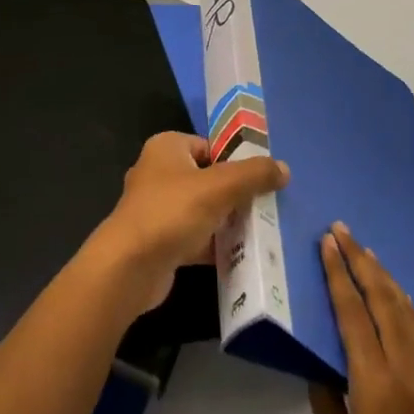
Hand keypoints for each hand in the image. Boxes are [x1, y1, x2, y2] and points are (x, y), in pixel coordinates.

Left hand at [89, 131, 288, 314]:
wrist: (129, 268)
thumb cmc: (172, 212)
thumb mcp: (219, 187)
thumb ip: (253, 175)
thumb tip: (284, 168)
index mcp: (167, 147)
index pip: (210, 146)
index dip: (236, 161)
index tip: (262, 180)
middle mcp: (159, 171)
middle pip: (208, 178)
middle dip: (234, 194)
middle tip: (265, 208)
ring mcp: (156, 208)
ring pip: (202, 209)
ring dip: (226, 221)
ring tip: (259, 232)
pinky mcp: (158, 240)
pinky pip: (194, 236)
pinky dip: (213, 245)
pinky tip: (239, 256)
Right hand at [311, 224, 413, 413]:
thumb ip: (326, 395)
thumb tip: (320, 358)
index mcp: (376, 383)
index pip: (354, 313)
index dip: (339, 274)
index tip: (327, 241)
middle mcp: (405, 370)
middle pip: (383, 300)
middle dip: (361, 261)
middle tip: (342, 230)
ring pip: (405, 310)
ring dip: (383, 276)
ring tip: (365, 251)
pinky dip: (401, 302)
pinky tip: (393, 294)